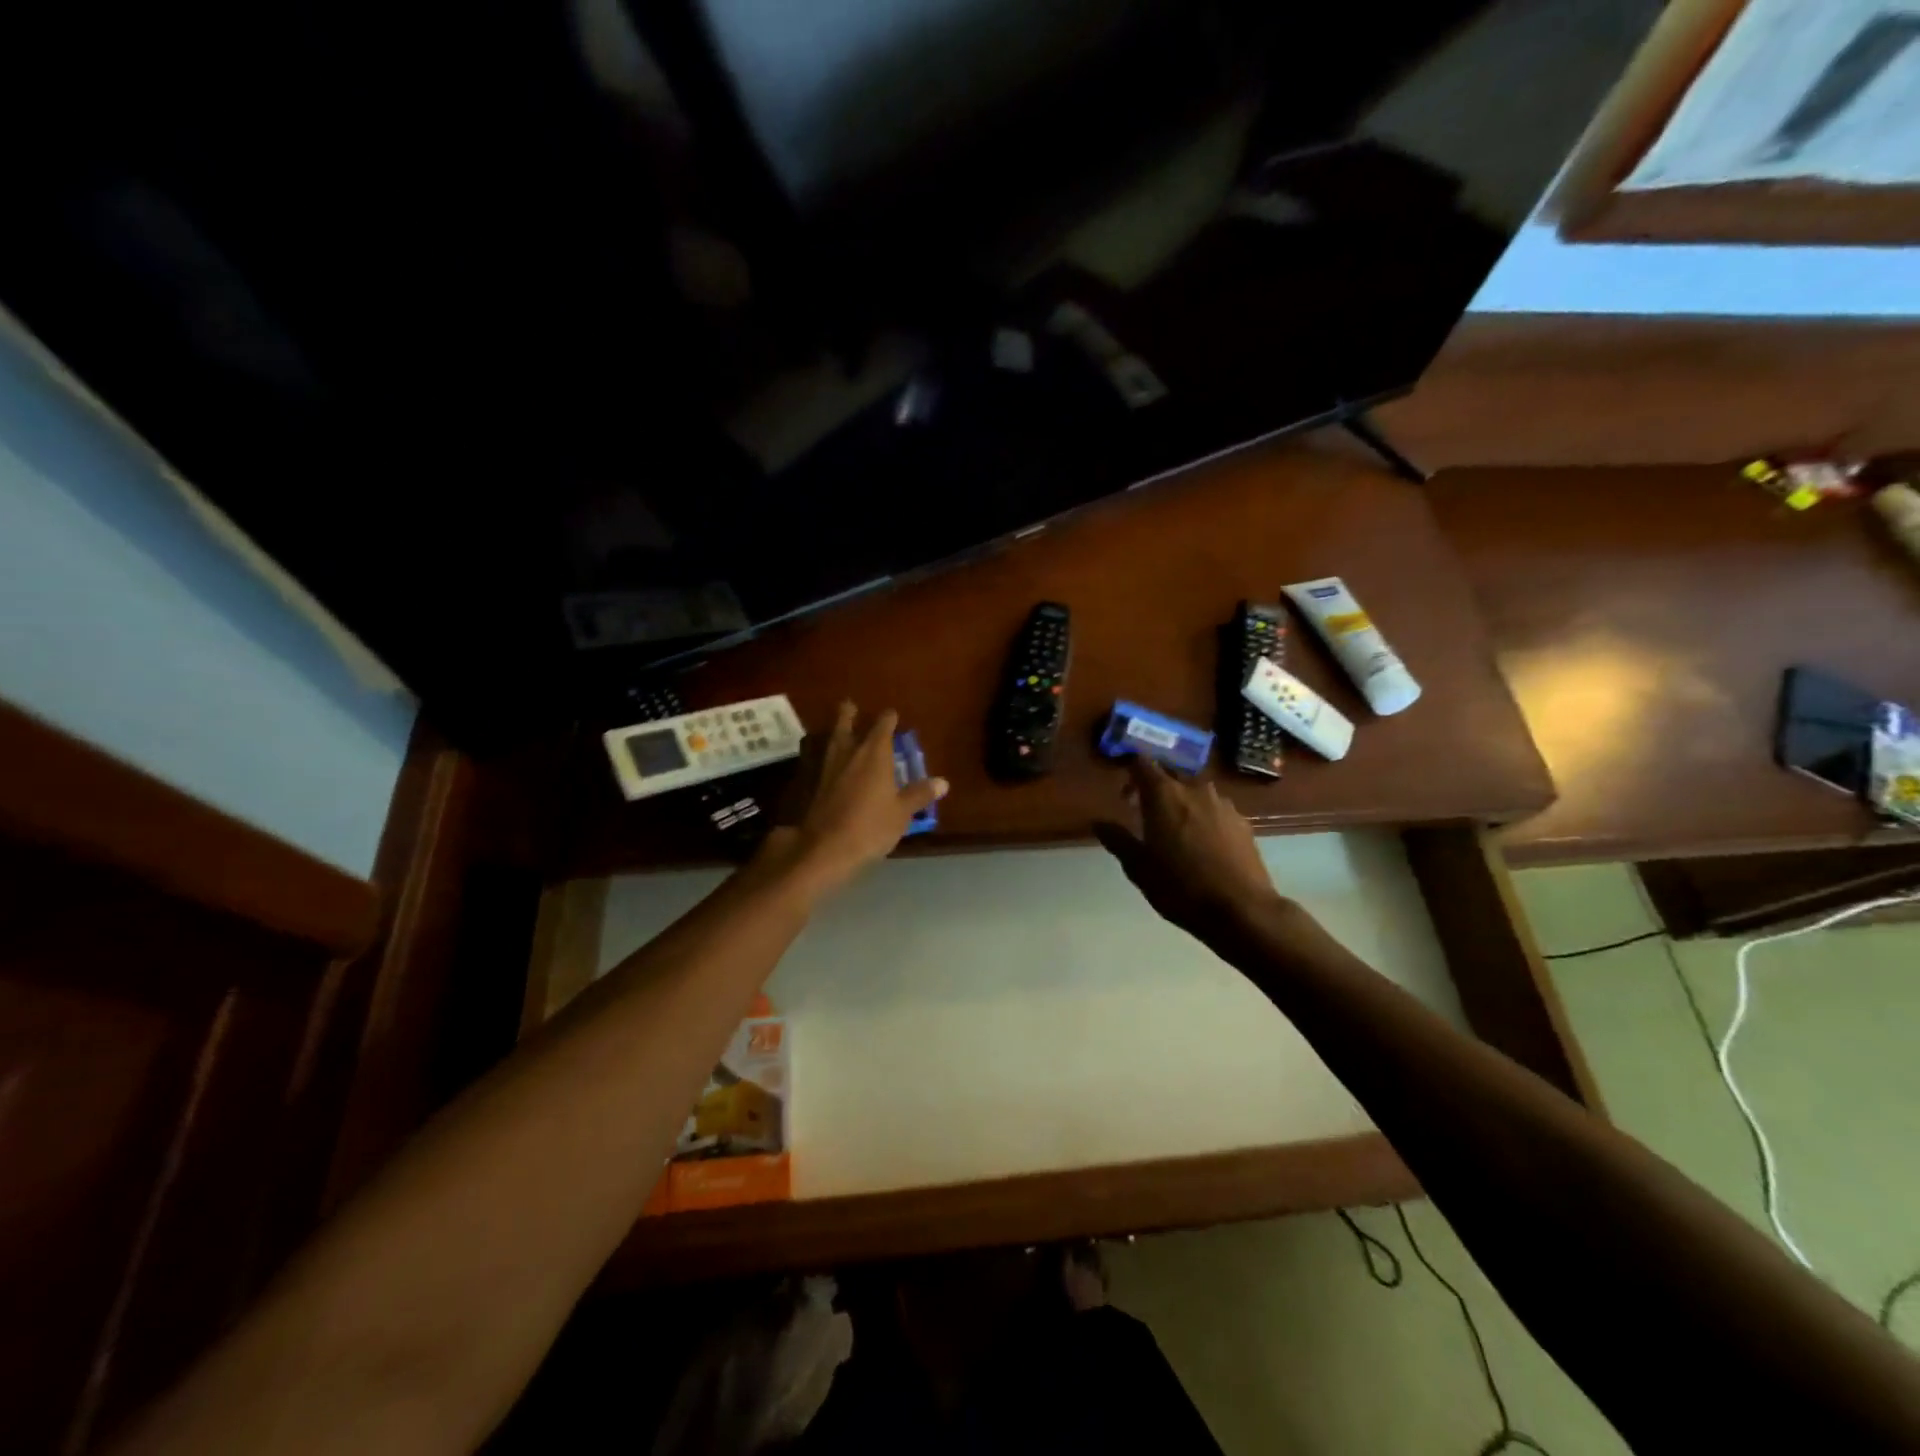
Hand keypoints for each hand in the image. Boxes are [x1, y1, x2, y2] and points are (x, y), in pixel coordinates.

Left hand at [776, 702, 946, 895]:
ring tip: (840, 729)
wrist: (826, 847)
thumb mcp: (902, 812)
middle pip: (847, 725)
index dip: (889, 719)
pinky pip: (822, 761)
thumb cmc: (871, 826)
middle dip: (850, 714)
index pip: (883, 726)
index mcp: (874, 754)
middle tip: (851, 705)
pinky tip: (831, 763)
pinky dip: (828, 756)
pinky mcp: (814, 785)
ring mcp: (828, 767)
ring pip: (832, 741)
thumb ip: (919, 794)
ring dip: (837, 732)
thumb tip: (942, 782)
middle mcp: (849, 753)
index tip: (892, 714)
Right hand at [1094, 757, 1284, 939]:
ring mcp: (1223, 804)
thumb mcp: (1139, 868)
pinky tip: (1203, 846)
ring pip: (1195, 793)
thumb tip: (1099, 823)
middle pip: (1170, 776)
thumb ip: (1117, 840)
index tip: (1124, 792)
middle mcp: (1195, 789)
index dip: (1130, 771)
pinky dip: (1204, 819)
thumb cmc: (1181, 887)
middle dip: (1155, 789)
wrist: (1241, 910)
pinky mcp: (1243, 823)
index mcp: (1164, 795)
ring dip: (1182, 804)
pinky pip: (1216, 810)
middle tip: (1145, 815)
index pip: (1142, 763)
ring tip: (1176, 832)